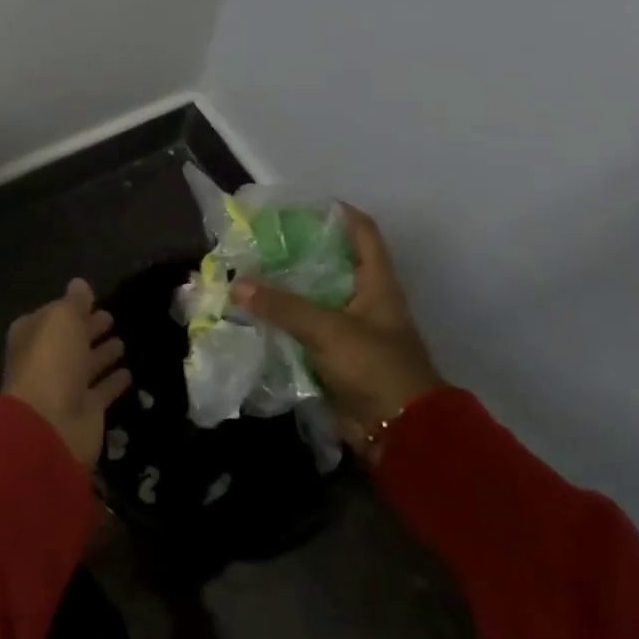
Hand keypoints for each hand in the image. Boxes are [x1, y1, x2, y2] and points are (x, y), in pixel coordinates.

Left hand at [2, 278, 130, 467]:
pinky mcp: (86, 412)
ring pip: (86, 365)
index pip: (52, 316)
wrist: (50, 425)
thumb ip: (73, 302)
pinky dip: (113, 382)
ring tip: (123, 342)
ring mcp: (65, 388)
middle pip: (69, 341)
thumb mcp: (62, 320)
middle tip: (112, 318)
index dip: (71, 309)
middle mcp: (46, 361)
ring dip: (102, 355)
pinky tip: (130, 372)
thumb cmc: (51, 362)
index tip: (95, 300)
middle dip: (88, 329)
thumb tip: (79, 283)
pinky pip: (102, 391)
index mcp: (32, 336)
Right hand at [232, 205, 442, 461]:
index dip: (337, 212)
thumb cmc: (376, 368)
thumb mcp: (329, 330)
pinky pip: (301, 332)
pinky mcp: (333, 358)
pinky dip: (279, 323)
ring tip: (245, 274)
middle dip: (295, 252)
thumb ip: (283, 306)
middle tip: (257, 241)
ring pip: (310, 299)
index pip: (362, 232)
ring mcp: (348, 331)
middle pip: (329, 264)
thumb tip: (236, 284)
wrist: (402, 433)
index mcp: (377, 284)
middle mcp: (363, 301)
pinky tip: (250, 315)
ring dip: (282, 290)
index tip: (300, 204)